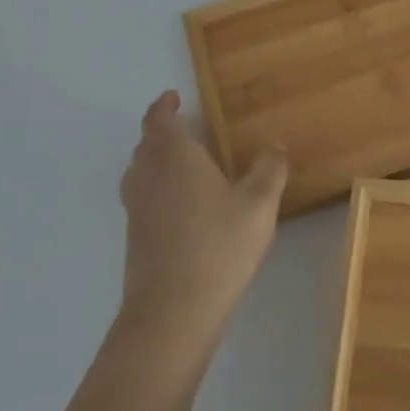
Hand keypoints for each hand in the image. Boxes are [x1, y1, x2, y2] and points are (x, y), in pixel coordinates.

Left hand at [116, 91, 286, 354]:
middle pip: (145, 143)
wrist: (171, 313)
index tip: (173, 97)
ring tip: (180, 161)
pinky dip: (154, 185)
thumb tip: (274, 145)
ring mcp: (137, 209)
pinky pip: (140, 195)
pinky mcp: (135, 237)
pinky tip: (178, 204)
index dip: (164, 106)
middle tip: (182, 126)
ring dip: (153, 157)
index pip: (159, 120)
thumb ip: (269, 169)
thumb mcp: (259, 205)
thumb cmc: (218, 247)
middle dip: (160, 130)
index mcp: (175, 158)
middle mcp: (149, 177)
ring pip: (138, 170)